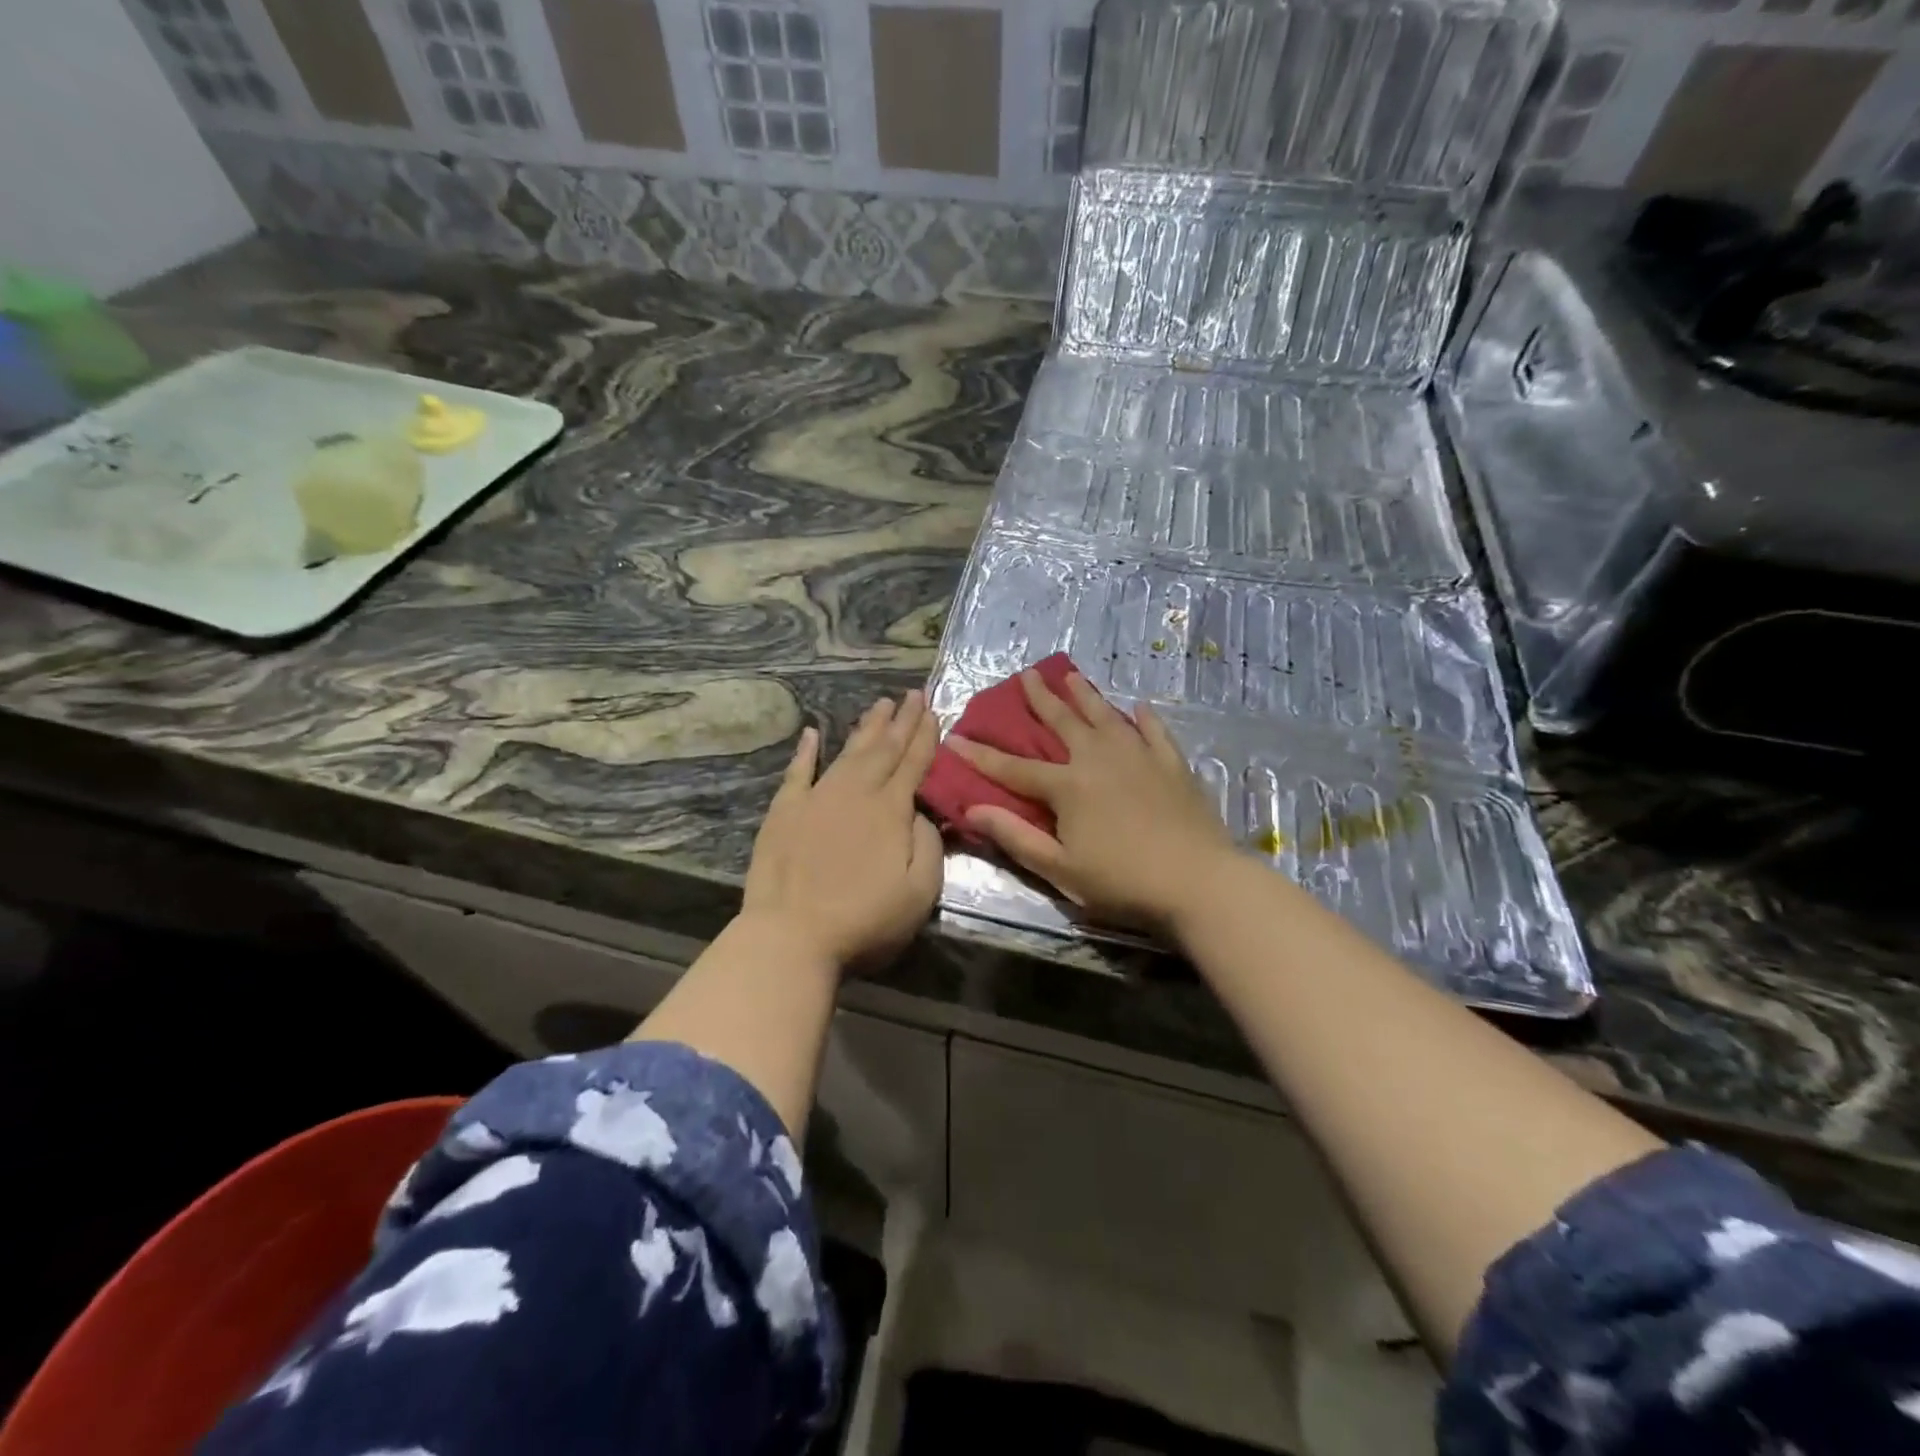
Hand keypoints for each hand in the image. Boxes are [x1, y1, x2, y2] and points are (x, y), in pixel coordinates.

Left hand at [742, 691, 944, 971]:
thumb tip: (919, 811)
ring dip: (866, 728)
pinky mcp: (784, 812)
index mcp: (891, 810)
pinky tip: (811, 733)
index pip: (914, 764)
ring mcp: (817, 798)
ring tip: (880, 704)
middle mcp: (856, 793)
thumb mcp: (920, 892)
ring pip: (847, 752)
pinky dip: (806, 751)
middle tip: (912, 694)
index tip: (933, 710)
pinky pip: (798, 771)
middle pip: (883, 749)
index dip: (925, 736)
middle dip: (901, 721)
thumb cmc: (864, 920)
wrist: (791, 936)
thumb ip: (928, 845)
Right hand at [949, 670, 1235, 934]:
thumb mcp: (1060, 868)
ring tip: (1072, 675)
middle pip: (1062, 723)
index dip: (981, 754)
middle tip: (1026, 674)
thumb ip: (1016, 837)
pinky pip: (1154, 732)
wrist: (1198, 881)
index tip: (955, 736)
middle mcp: (1099, 759)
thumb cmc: (1122, 882)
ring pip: (1105, 716)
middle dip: (1040, 699)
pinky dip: (1144, 718)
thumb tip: (973, 808)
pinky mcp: (1172, 764)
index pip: (1013, 767)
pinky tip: (1139, 708)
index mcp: (1068, 786)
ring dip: (1086, 695)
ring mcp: (1139, 756)